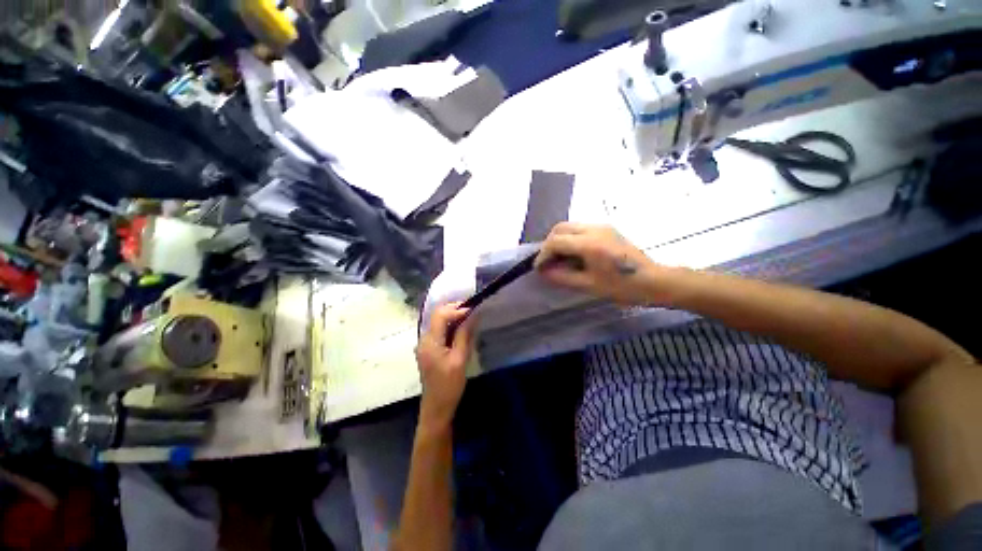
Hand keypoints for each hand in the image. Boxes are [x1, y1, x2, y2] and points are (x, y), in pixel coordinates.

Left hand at [415, 302, 475, 427]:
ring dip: (454, 317)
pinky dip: (451, 326)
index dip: (457, 309)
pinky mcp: (429, 349)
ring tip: (470, 318)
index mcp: (430, 341)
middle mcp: (424, 339)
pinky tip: (462, 330)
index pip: (441, 315)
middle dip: (455, 310)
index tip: (474, 310)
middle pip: (438, 315)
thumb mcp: (460, 359)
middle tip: (473, 311)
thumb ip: (464, 334)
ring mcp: (425, 344)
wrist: (436, 408)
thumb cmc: (449, 385)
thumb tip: (473, 314)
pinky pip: (439, 331)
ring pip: (438, 322)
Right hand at [534, 223, 662, 305]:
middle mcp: (594, 229)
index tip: (538, 268)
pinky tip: (573, 254)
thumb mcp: (588, 285)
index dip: (543, 255)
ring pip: (570, 226)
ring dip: (559, 240)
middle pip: (560, 228)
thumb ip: (562, 277)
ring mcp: (602, 226)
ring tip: (558, 258)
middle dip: (548, 244)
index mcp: (590, 243)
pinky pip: (580, 229)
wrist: (655, 281)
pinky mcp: (607, 229)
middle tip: (547, 262)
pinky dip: (570, 238)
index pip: (556, 241)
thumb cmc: (622, 287)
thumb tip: (544, 272)